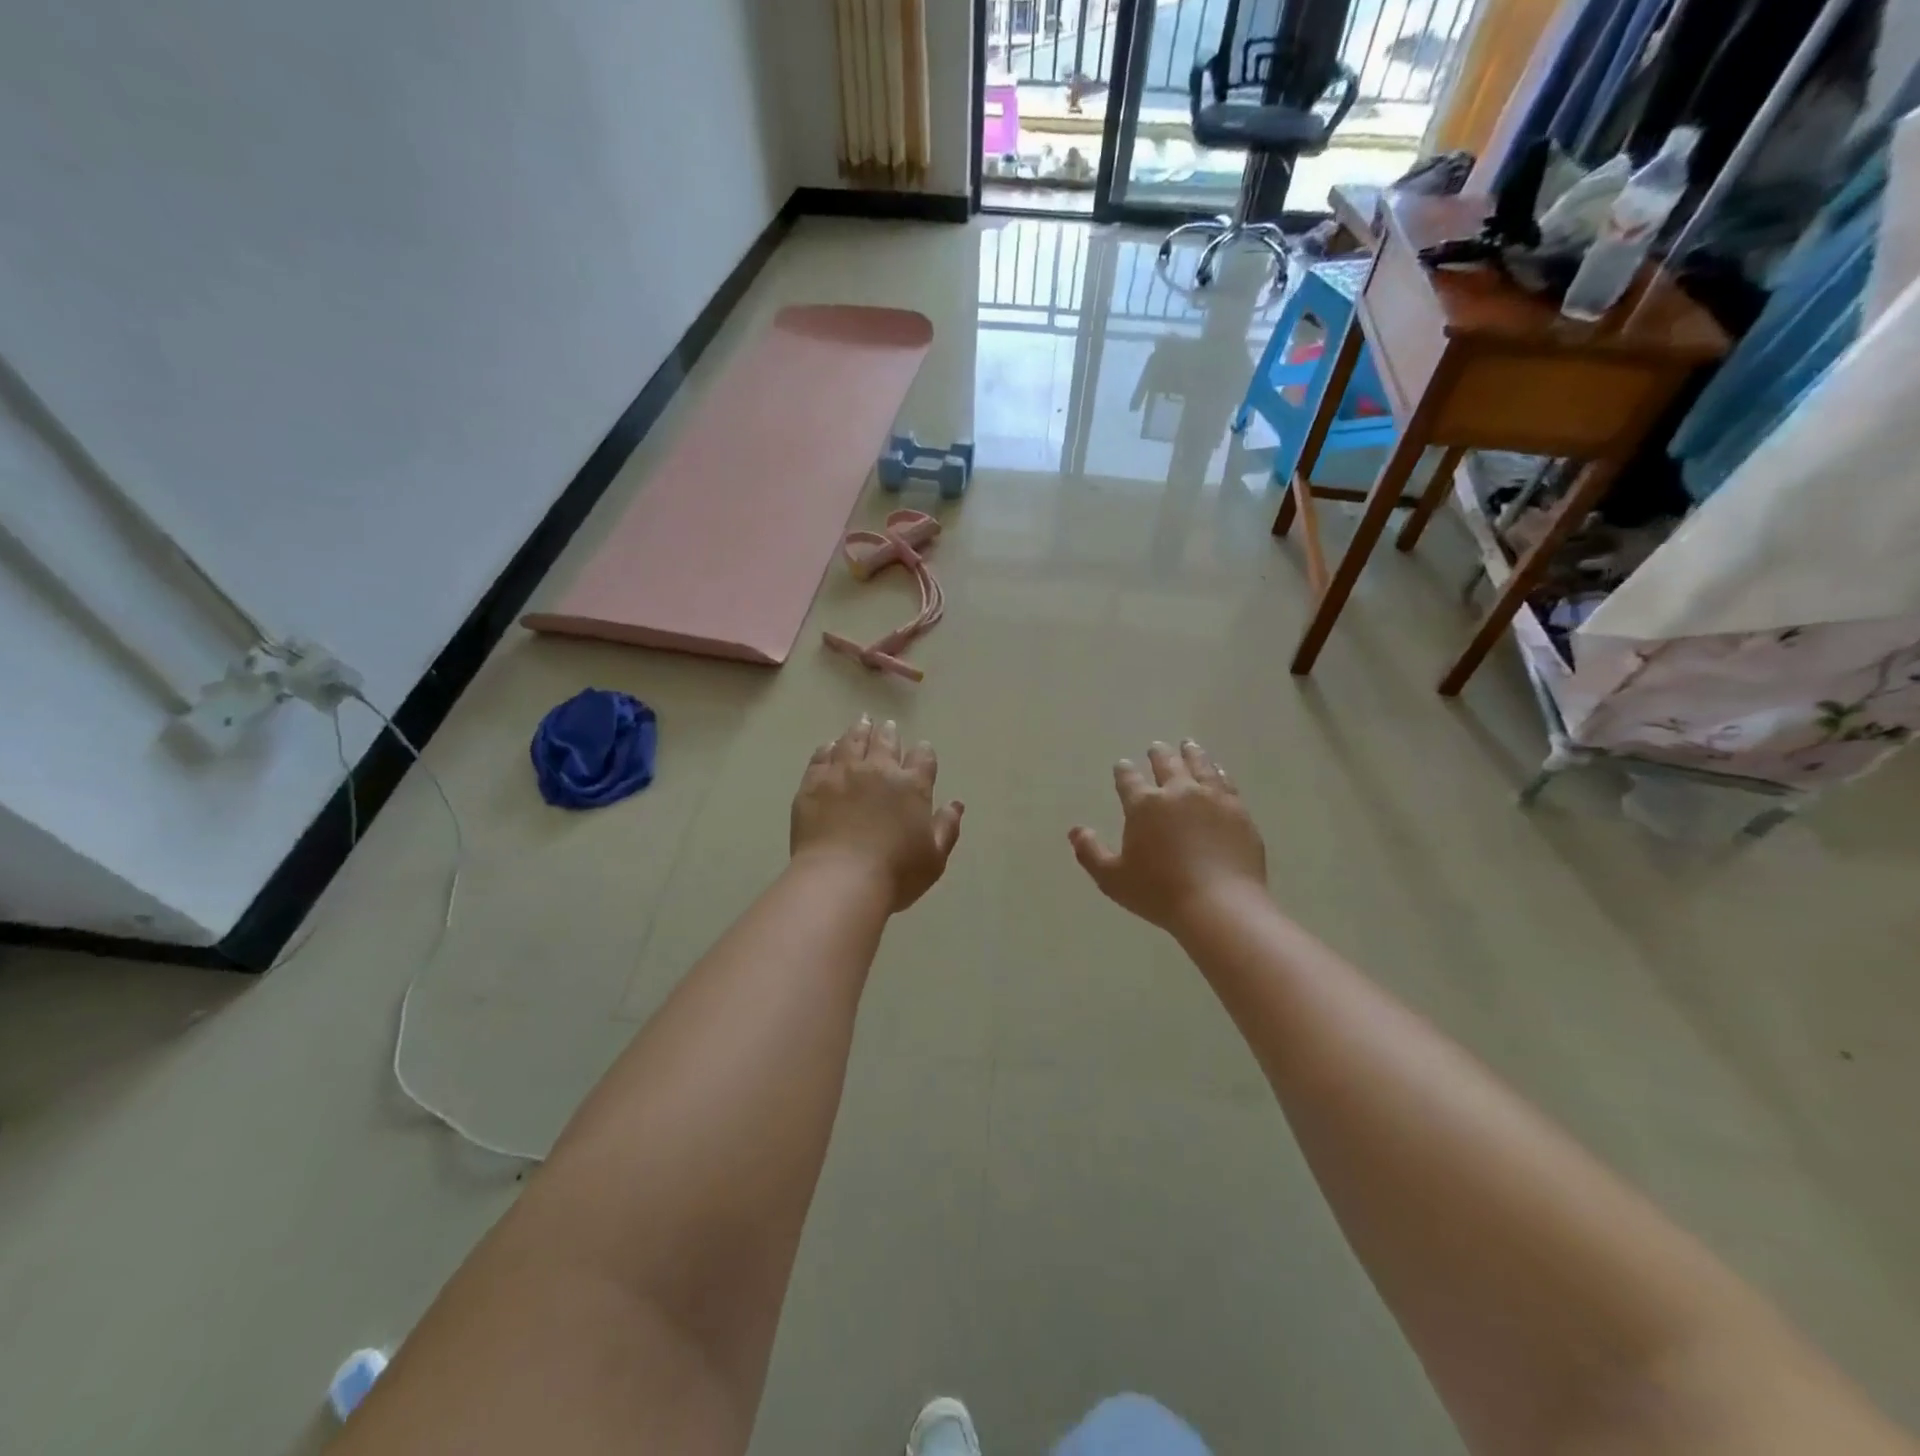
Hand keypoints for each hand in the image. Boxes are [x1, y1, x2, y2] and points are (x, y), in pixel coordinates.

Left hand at [791, 716, 964, 912]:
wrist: (839, 880)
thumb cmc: (895, 874)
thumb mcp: (934, 858)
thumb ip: (947, 827)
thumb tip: (956, 804)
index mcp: (912, 786)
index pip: (923, 758)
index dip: (924, 753)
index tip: (922, 750)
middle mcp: (879, 770)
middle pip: (886, 742)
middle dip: (889, 733)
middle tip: (888, 726)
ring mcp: (843, 773)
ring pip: (853, 741)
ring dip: (860, 730)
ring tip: (862, 723)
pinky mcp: (813, 783)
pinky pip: (822, 756)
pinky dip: (829, 748)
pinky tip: (830, 746)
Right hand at [1069, 739, 1266, 934]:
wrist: (1220, 905)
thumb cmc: (1160, 893)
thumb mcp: (1113, 879)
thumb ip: (1091, 852)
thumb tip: (1075, 831)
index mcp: (1144, 805)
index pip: (1129, 780)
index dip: (1124, 772)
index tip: (1122, 765)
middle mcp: (1177, 792)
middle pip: (1166, 764)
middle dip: (1158, 755)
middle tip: (1156, 747)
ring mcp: (1212, 799)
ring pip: (1199, 766)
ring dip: (1190, 754)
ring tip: (1188, 745)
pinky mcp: (1238, 811)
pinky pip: (1226, 783)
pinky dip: (1218, 773)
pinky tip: (1217, 771)